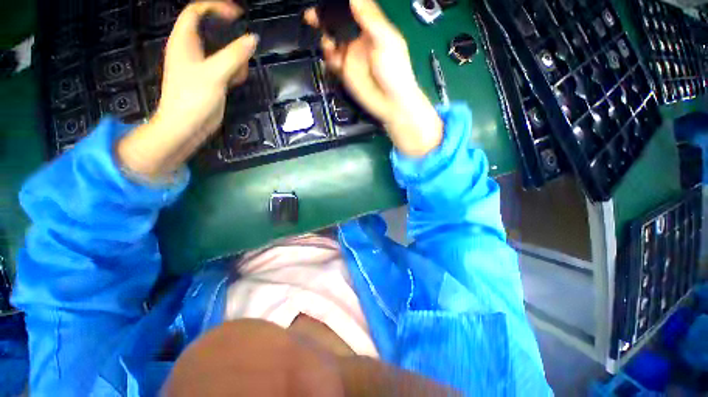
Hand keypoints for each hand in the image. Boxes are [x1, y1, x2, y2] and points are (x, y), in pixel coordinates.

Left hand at [117, 1, 257, 178]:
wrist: (186, 127)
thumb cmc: (193, 98)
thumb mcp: (215, 74)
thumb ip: (234, 55)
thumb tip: (252, 39)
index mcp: (184, 41)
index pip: (196, 11)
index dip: (215, 7)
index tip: (237, 15)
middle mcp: (192, 50)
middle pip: (212, 31)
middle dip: (230, 40)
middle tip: (242, 52)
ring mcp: (202, 66)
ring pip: (222, 52)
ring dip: (235, 60)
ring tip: (237, 75)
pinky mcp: (210, 80)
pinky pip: (225, 68)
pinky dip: (234, 73)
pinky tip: (235, 83)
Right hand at [304, 0, 441, 156]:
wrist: (391, 104)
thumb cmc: (395, 72)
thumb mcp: (387, 41)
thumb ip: (370, 18)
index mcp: (372, 28)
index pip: (353, 8)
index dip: (341, 4)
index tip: (329, 1)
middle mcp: (359, 39)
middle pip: (339, 23)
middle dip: (325, 16)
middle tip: (313, 14)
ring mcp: (350, 56)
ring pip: (332, 40)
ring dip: (326, 36)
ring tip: (328, 41)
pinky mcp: (344, 72)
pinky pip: (331, 60)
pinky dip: (328, 55)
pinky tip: (330, 54)